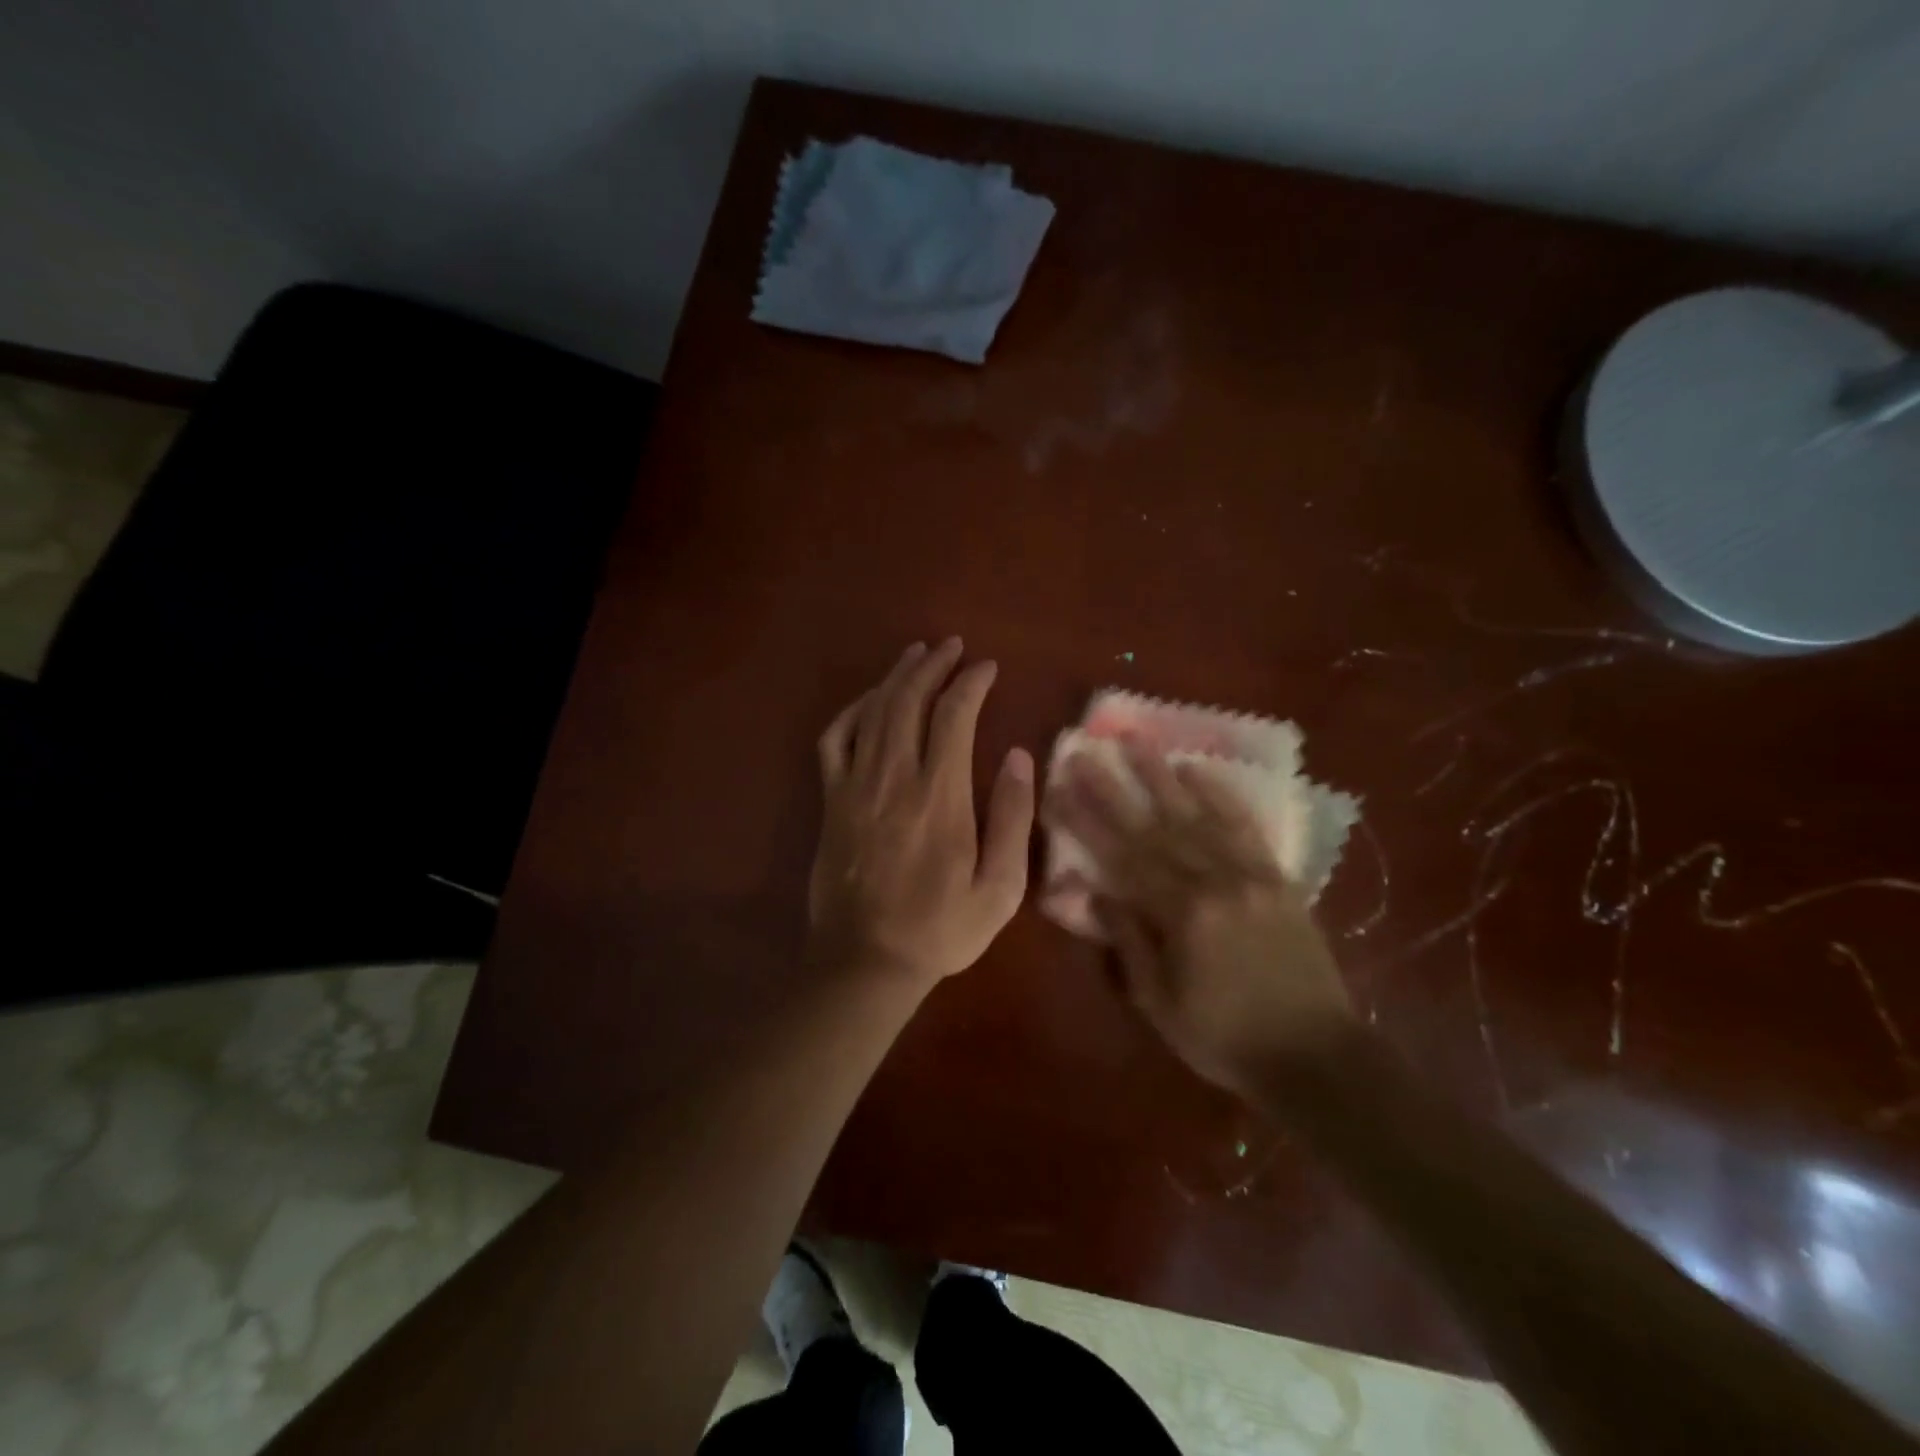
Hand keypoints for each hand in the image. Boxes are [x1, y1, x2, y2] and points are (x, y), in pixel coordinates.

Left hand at [809, 639, 1035, 989]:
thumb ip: (1011, 818)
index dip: (971, 683)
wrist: (866, 960)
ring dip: (897, 676)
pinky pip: (834, 739)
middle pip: (910, 701)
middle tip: (953, 646)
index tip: (987, 667)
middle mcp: (894, 778)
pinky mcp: (831, 800)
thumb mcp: (999, 888)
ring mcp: (855, 786)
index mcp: (940, 797)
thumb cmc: (941, 928)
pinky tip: (870, 699)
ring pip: (873, 711)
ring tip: (916, 654)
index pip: (954, 716)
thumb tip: (1017, 756)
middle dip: (933, 665)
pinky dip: (852, 710)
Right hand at [1044, 741, 1352, 1093]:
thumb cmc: (1225, 1038)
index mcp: (1181, 915)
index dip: (1086, 821)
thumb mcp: (1160, 1003)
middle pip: (1153, 826)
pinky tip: (1198, 770)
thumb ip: (1127, 941)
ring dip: (1162, 775)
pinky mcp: (1277, 877)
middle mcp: (1213, 882)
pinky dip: (1220, 794)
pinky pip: (1245, 825)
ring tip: (1136, 741)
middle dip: (1114, 787)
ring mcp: (1249, 874)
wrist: (1317, 1057)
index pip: (1120, 856)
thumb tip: (1091, 891)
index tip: (1060, 788)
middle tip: (1086, 752)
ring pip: (1197, 814)